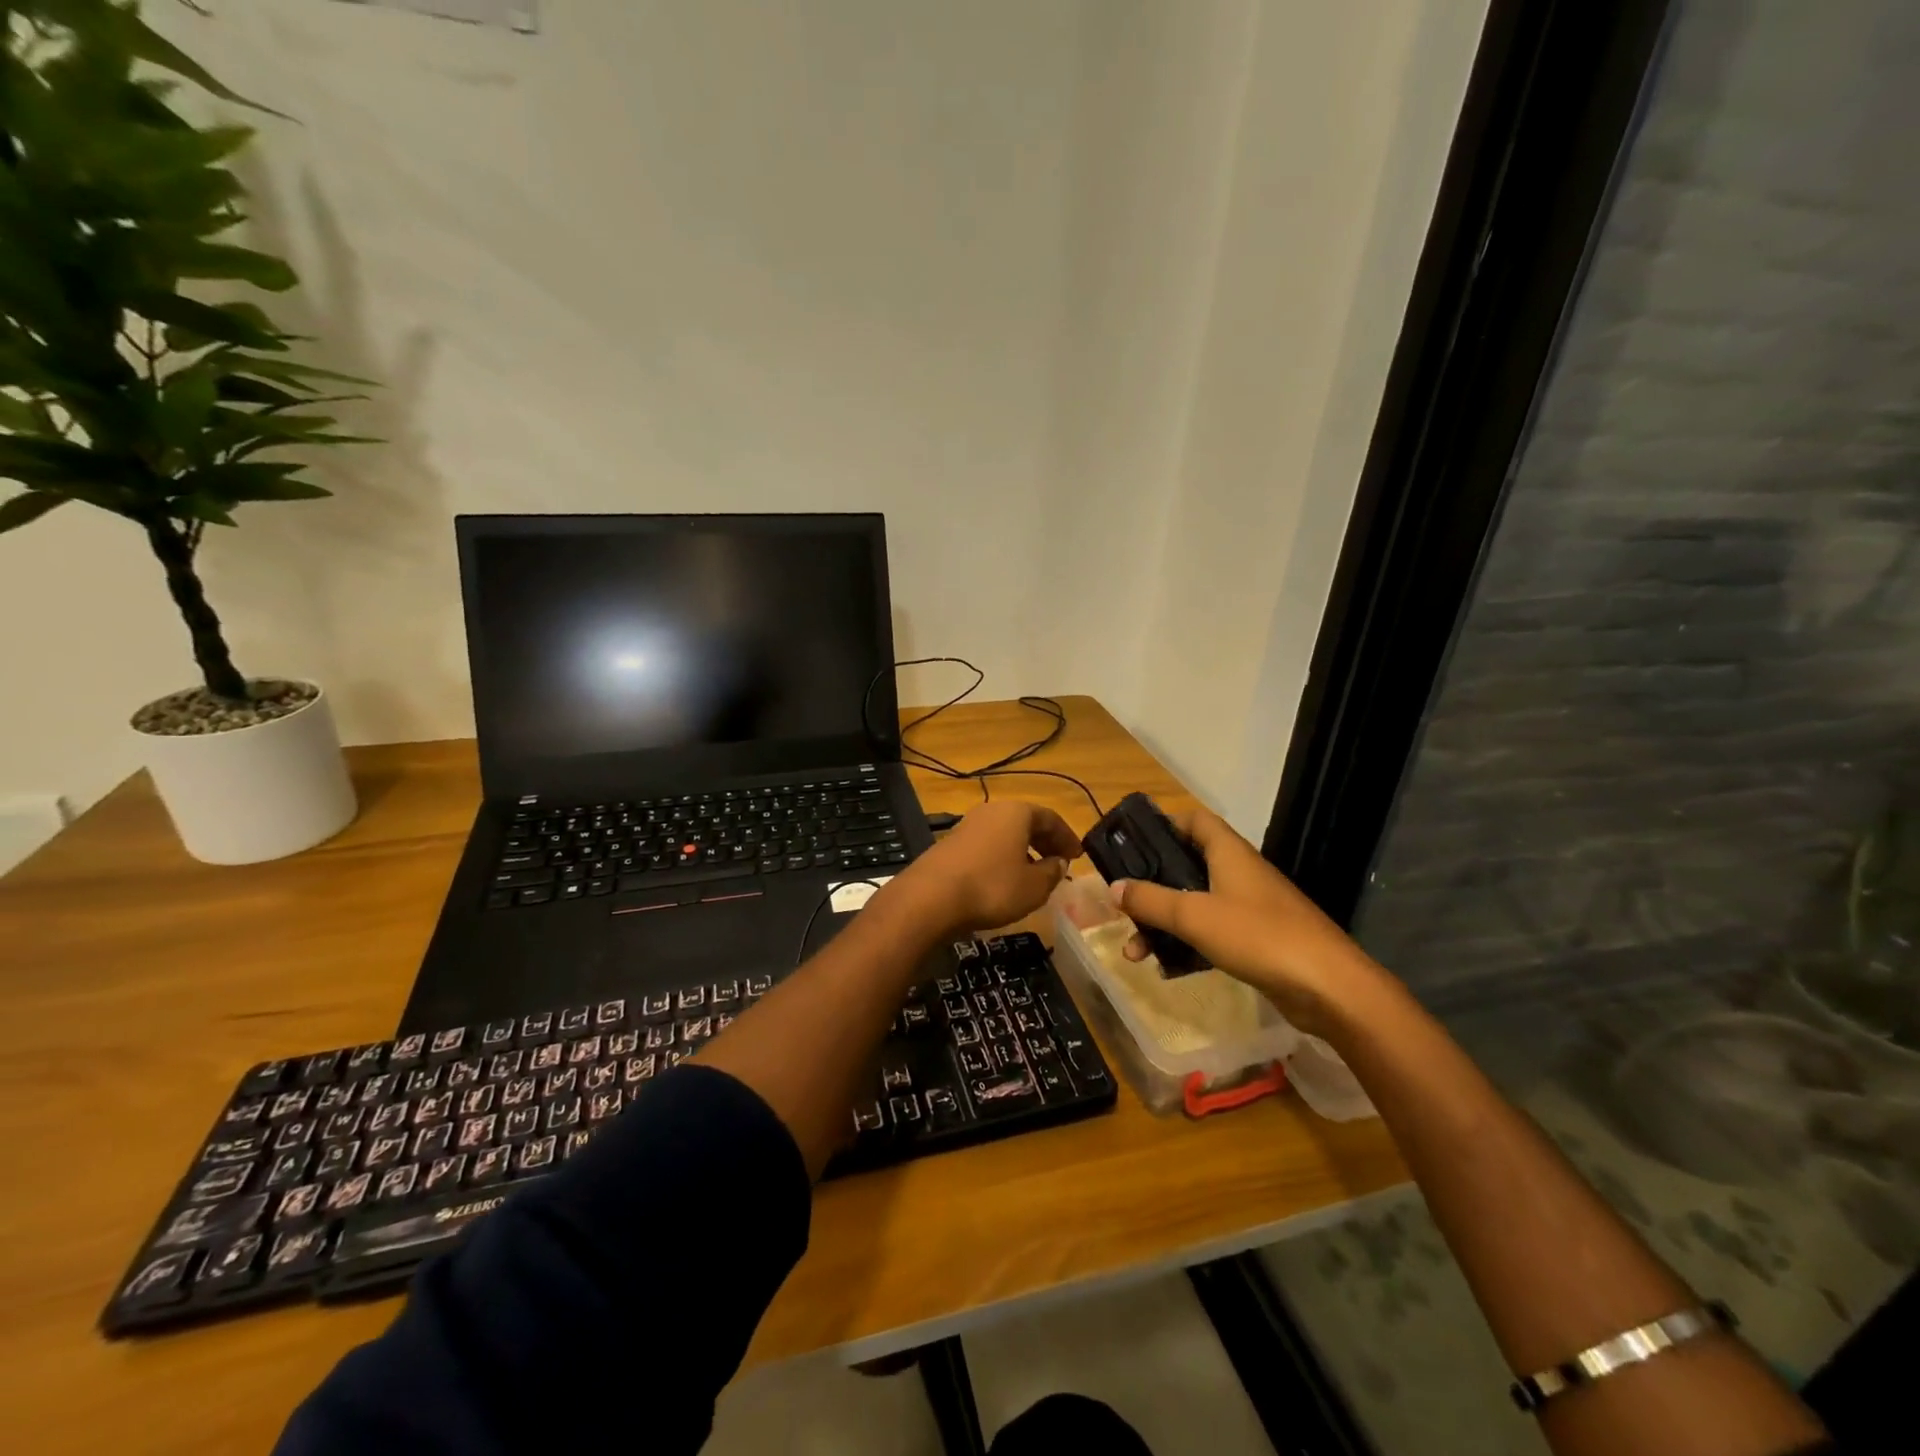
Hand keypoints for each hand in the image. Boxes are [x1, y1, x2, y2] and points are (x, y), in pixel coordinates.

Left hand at [890, 800, 1080, 936]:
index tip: (1078, 856)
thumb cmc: (992, 887)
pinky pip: (987, 846)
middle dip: (1045, 842)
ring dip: (1023, 851)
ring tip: (1033, 875)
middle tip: (1059, 863)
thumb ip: (1052, 872)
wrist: (931, 898)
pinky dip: (1001, 859)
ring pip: (1004, 834)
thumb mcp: (1034, 886)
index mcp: (1016, 812)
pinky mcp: (950, 845)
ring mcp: (967, 826)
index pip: (1050, 818)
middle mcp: (991, 811)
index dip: (1067, 837)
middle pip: (1026, 822)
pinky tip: (1003, 881)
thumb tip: (1059, 863)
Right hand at [1107, 805, 1390, 1035]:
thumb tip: (1111, 887)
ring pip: (1195, 904)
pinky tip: (1166, 967)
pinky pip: (1211, 932)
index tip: (1132, 843)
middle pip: (1188, 865)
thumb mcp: (1194, 915)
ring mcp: (1250, 908)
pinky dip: (1186, 944)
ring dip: (1163, 923)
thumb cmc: (1258, 935)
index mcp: (1229, 853)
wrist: (1329, 987)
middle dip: (1152, 885)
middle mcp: (1239, 873)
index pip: (1195, 821)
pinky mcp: (1256, 940)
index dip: (1164, 824)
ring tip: (1134, 950)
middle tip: (1123, 903)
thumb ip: (1150, 900)